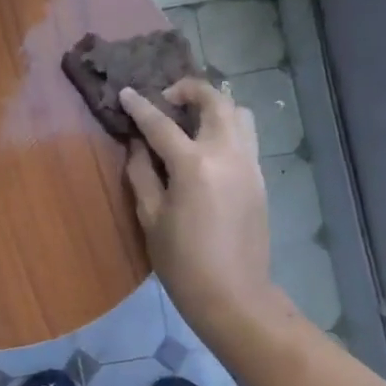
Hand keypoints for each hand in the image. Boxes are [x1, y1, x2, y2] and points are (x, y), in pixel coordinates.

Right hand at [121, 80, 277, 341]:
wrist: (233, 295)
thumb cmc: (182, 261)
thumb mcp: (151, 217)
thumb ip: (141, 173)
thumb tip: (138, 145)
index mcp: (194, 165)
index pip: (162, 123)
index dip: (140, 106)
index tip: (126, 92)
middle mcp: (227, 154)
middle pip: (214, 101)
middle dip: (188, 90)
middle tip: (166, 100)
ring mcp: (250, 164)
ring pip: (239, 113)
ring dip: (214, 106)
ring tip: (191, 119)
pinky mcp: (260, 178)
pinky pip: (246, 137)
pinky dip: (227, 128)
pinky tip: (206, 148)